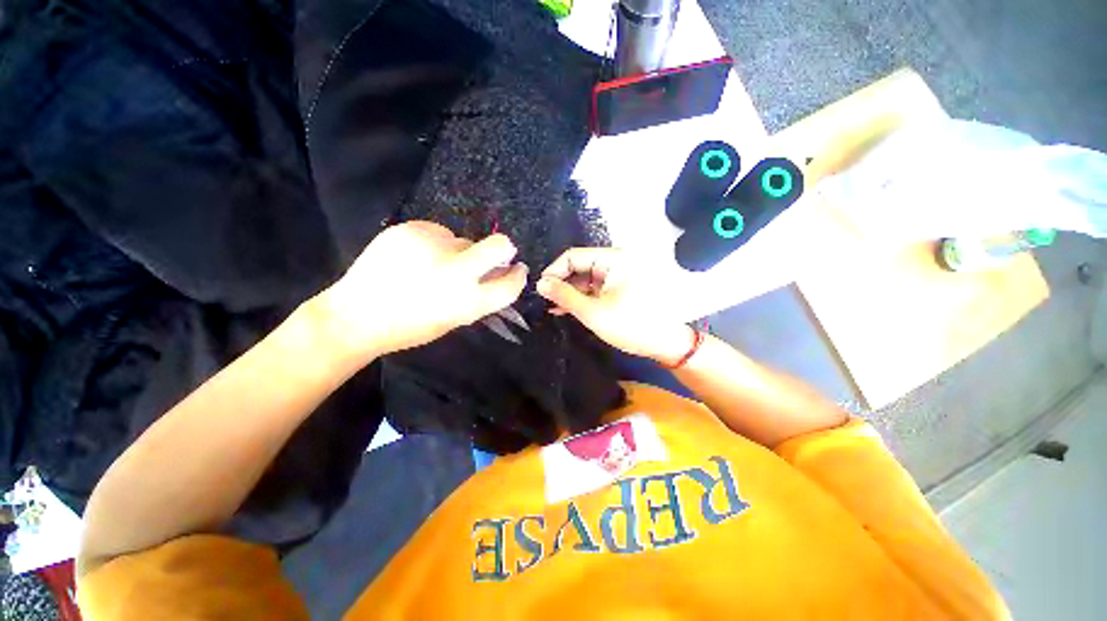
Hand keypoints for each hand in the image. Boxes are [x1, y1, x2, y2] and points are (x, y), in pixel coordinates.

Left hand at [318, 221, 526, 359]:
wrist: (355, 316)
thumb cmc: (409, 327)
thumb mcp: (454, 320)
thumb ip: (479, 296)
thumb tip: (496, 274)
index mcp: (468, 302)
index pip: (510, 284)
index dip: (518, 276)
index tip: (516, 269)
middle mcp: (456, 271)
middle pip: (500, 245)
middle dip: (502, 249)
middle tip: (492, 254)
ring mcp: (433, 247)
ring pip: (463, 239)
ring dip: (458, 251)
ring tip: (430, 264)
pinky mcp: (411, 230)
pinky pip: (437, 231)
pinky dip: (434, 243)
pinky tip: (413, 257)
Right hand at [537, 248, 694, 365]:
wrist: (664, 344)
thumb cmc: (630, 325)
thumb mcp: (593, 312)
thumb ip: (564, 296)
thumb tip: (540, 284)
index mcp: (613, 259)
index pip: (574, 256)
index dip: (554, 271)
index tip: (541, 289)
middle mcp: (615, 262)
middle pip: (579, 266)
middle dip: (561, 283)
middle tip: (544, 300)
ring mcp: (617, 275)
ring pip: (584, 279)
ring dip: (569, 292)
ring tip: (552, 307)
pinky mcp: (617, 288)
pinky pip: (593, 288)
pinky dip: (580, 297)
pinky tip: (565, 309)